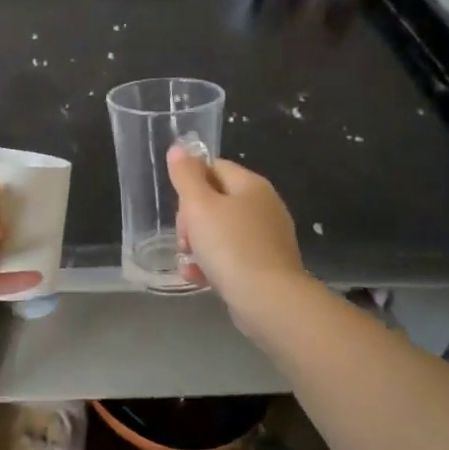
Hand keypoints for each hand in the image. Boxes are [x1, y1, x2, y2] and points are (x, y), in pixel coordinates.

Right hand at [167, 145, 306, 317]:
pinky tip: (196, 277)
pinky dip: (212, 264)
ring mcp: (267, 238)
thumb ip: (186, 176)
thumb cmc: (230, 246)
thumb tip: (179, 148)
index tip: (181, 207)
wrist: (269, 300)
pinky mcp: (266, 266)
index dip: (191, 184)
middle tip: (184, 238)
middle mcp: (263, 207)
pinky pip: (232, 257)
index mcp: (251, 185)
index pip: (214, 167)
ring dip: (198, 244)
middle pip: (216, 200)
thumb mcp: (200, 206)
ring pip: (221, 231)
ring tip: (187, 260)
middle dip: (192, 219)